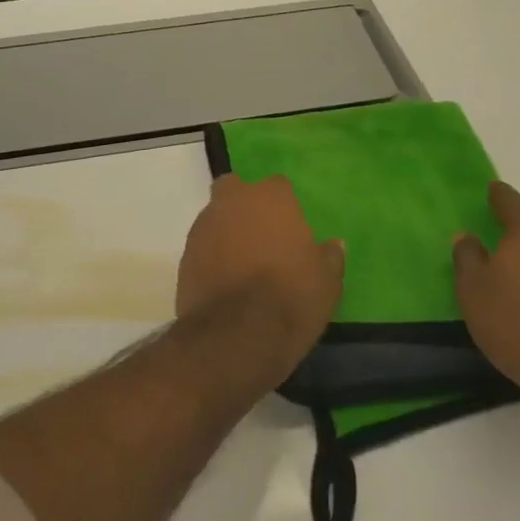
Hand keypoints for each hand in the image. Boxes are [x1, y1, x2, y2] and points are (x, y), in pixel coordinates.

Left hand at [177, 175, 343, 380]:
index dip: (283, 205)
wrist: (236, 334)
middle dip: (243, 204)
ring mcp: (204, 226)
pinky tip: (223, 280)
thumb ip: (329, 257)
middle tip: (259, 234)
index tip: (291, 228)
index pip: (278, 186)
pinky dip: (210, 256)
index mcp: (271, 198)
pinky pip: (201, 246)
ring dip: (225, 231)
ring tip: (240, 262)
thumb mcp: (327, 283)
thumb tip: (334, 245)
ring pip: (214, 216)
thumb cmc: (291, 298)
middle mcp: (233, 202)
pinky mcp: (185, 254)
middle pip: (234, 189)